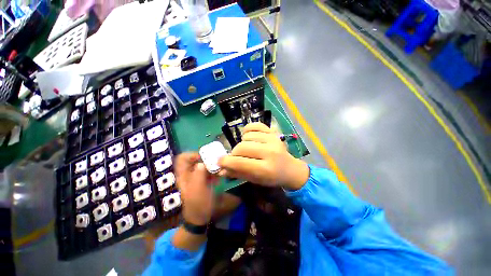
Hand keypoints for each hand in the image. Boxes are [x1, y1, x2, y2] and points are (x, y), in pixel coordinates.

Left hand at [176, 153, 217, 225]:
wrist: (198, 218)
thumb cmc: (198, 205)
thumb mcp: (198, 190)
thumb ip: (199, 175)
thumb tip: (201, 163)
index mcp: (182, 176)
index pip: (182, 158)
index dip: (193, 155)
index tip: (205, 158)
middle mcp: (186, 175)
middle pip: (194, 161)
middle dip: (205, 161)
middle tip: (214, 166)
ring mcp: (193, 178)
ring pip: (201, 166)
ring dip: (210, 168)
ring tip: (217, 175)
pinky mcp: (199, 182)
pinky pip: (205, 173)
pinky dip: (211, 174)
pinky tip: (216, 180)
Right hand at [218, 123, 308, 189]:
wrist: (290, 169)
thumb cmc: (272, 177)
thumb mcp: (255, 179)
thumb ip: (238, 173)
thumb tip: (221, 169)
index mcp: (266, 169)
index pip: (240, 162)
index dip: (226, 162)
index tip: (219, 161)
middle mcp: (270, 152)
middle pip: (242, 147)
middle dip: (234, 153)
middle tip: (236, 157)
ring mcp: (272, 139)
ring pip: (247, 136)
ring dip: (242, 143)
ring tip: (247, 149)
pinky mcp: (273, 132)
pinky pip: (255, 125)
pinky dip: (248, 130)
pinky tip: (249, 137)